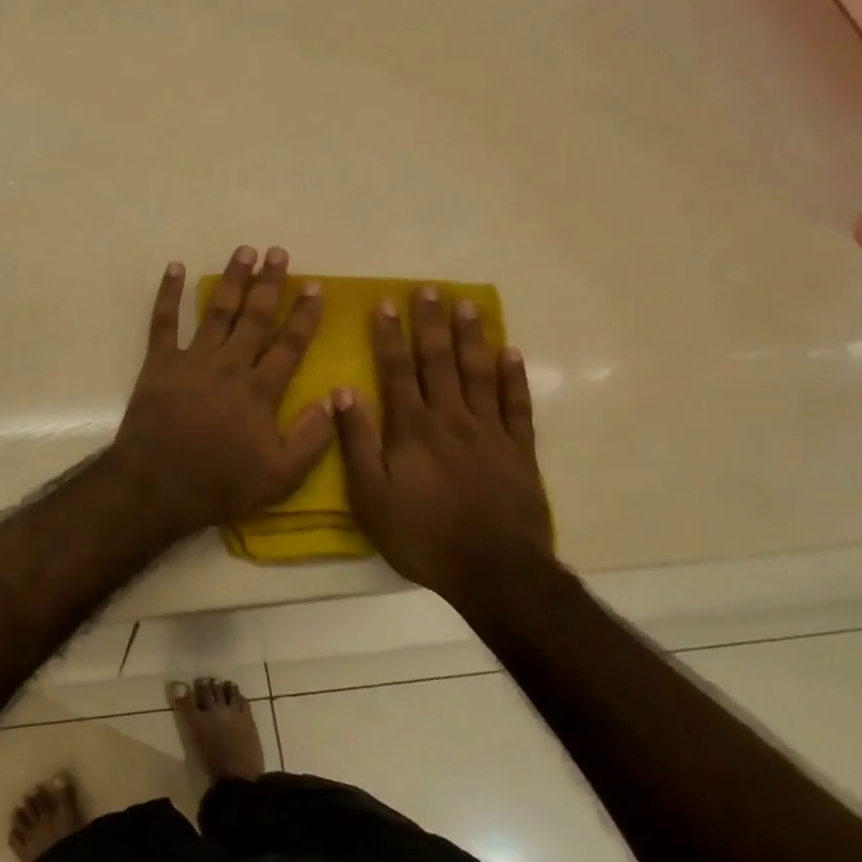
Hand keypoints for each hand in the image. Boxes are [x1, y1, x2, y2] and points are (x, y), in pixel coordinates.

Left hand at [111, 245, 332, 536]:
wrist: (157, 485)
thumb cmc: (220, 484)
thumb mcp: (280, 477)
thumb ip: (311, 438)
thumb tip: (333, 399)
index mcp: (260, 390)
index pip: (290, 344)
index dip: (304, 314)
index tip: (315, 286)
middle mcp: (229, 366)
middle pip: (255, 317)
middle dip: (269, 283)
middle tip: (278, 253)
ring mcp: (192, 360)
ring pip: (217, 311)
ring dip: (231, 280)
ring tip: (244, 251)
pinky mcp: (159, 364)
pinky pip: (163, 322)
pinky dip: (168, 293)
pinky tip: (175, 267)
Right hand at [333, 288, 554, 602]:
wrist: (494, 571)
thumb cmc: (422, 536)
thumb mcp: (370, 496)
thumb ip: (356, 443)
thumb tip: (342, 393)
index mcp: (412, 429)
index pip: (396, 371)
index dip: (389, 336)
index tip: (385, 304)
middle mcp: (451, 419)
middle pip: (438, 362)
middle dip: (431, 324)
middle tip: (429, 289)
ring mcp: (489, 432)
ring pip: (478, 373)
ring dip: (471, 337)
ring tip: (466, 304)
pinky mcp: (519, 450)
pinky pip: (516, 405)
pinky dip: (513, 377)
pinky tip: (510, 352)